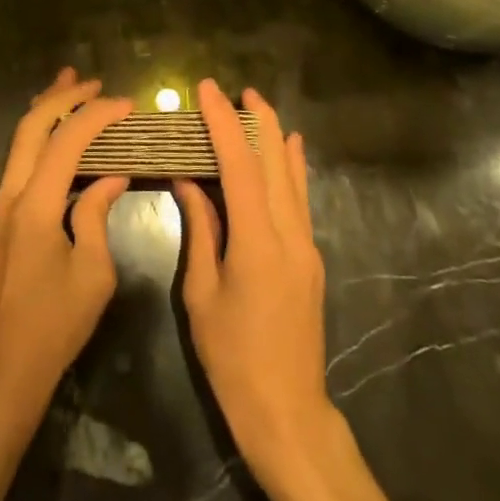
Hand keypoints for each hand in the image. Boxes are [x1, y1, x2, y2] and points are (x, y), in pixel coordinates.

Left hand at [0, 68, 132, 420]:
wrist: (4, 363)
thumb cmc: (54, 323)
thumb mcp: (93, 272)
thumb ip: (98, 215)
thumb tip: (111, 176)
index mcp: (36, 205)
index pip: (66, 141)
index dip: (97, 115)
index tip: (127, 104)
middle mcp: (11, 193)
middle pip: (32, 126)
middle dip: (62, 97)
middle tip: (94, 82)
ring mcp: (1, 203)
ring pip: (20, 139)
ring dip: (46, 110)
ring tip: (71, 85)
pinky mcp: (3, 215)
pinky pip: (20, 159)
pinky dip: (40, 135)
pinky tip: (58, 134)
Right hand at [174, 79, 330, 472]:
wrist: (287, 412)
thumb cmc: (232, 357)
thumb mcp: (202, 293)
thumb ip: (200, 231)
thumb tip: (188, 182)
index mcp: (257, 244)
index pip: (240, 167)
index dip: (223, 123)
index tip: (207, 90)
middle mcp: (290, 236)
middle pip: (275, 163)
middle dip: (256, 120)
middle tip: (236, 88)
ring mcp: (307, 247)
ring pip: (292, 178)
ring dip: (275, 138)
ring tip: (258, 105)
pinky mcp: (311, 259)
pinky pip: (300, 200)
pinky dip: (292, 168)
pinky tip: (290, 149)